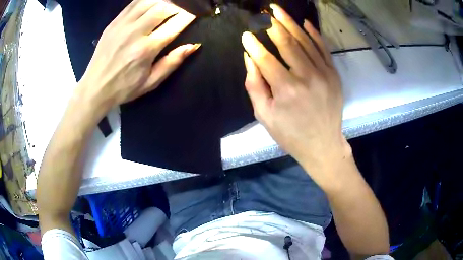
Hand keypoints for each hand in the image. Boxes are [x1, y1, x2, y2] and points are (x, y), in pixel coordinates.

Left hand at [76, 0, 198, 117]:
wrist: (95, 88)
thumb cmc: (124, 88)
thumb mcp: (151, 82)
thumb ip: (172, 62)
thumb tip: (193, 46)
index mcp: (147, 49)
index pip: (175, 23)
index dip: (189, 15)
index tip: (195, 14)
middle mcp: (135, 32)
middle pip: (164, 7)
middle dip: (178, 5)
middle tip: (182, 9)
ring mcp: (123, 25)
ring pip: (149, 1)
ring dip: (163, 1)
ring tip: (169, 5)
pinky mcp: (114, 22)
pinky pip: (133, 3)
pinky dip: (146, 0)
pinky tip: (152, 3)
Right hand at [242, 4, 350, 186]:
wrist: (323, 145)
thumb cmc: (291, 135)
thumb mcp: (265, 116)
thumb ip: (254, 86)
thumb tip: (250, 58)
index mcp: (286, 90)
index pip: (265, 58)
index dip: (253, 44)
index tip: (245, 34)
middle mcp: (307, 77)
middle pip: (287, 43)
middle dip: (273, 25)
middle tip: (265, 12)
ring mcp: (324, 74)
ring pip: (305, 41)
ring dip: (291, 24)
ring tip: (279, 11)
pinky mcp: (334, 75)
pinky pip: (323, 49)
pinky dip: (314, 34)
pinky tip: (305, 23)